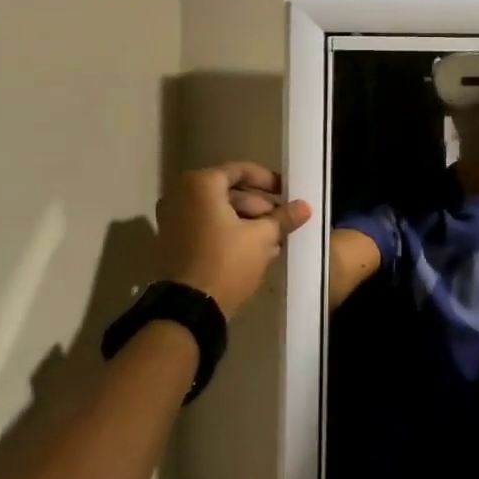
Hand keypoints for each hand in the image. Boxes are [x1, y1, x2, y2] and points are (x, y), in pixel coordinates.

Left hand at [156, 162, 310, 317]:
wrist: (190, 308)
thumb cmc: (227, 261)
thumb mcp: (262, 237)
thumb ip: (283, 218)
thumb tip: (305, 206)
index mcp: (201, 184)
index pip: (241, 170)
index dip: (268, 180)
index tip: (288, 193)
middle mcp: (181, 195)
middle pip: (229, 192)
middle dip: (260, 206)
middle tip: (283, 220)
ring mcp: (173, 219)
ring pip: (219, 212)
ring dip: (248, 222)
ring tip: (274, 239)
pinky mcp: (173, 242)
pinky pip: (207, 228)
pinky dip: (229, 233)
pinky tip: (256, 250)